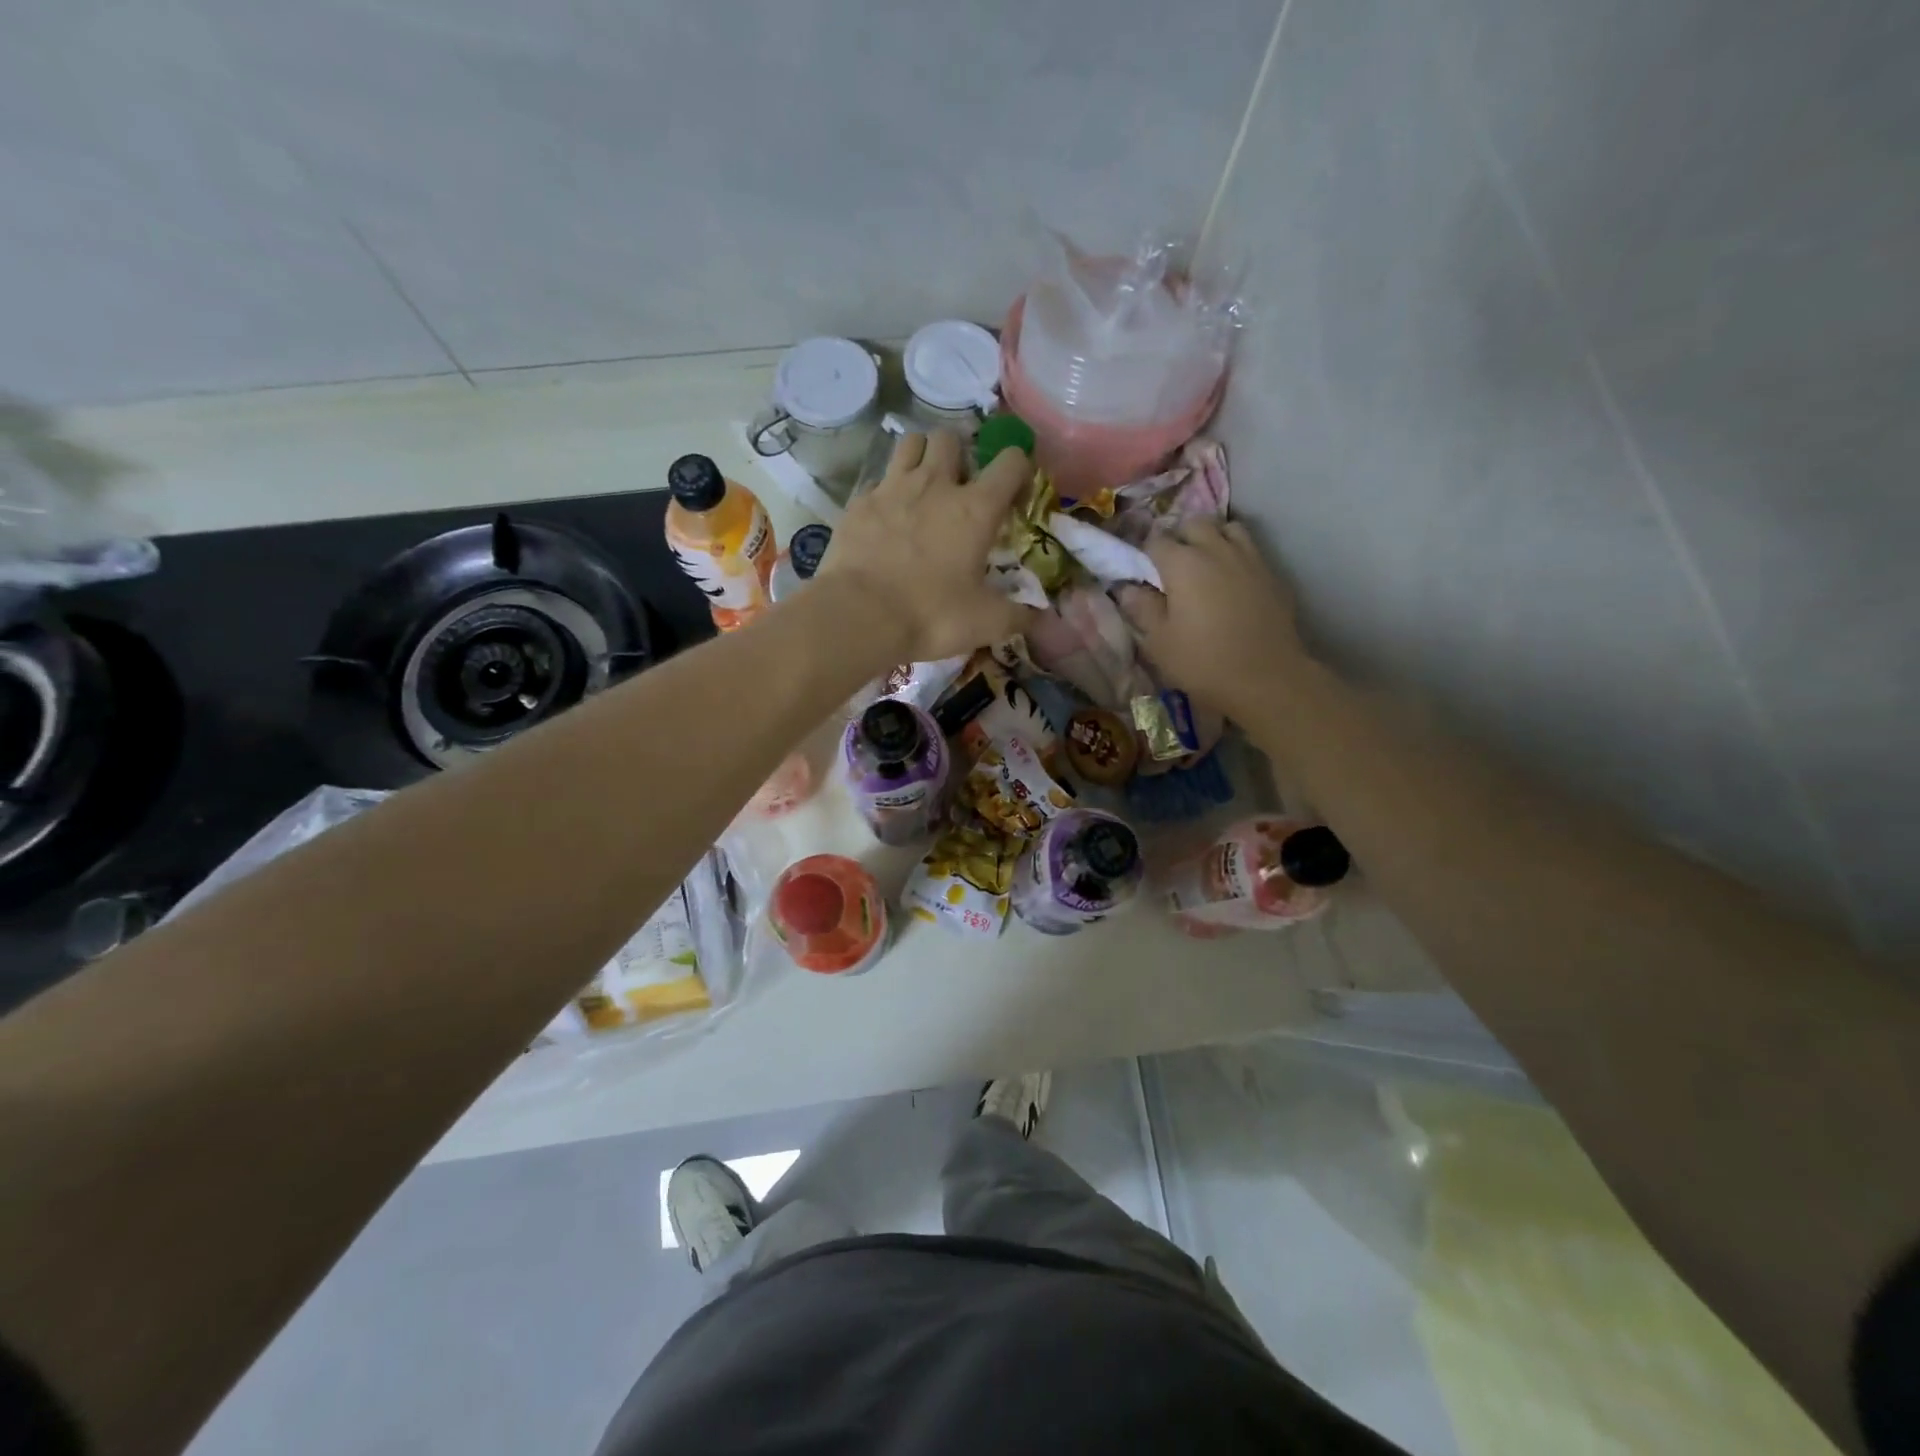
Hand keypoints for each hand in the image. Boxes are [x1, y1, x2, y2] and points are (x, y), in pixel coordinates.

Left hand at [817, 430, 1033, 662]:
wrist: (860, 617)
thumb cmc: (931, 616)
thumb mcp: (986, 623)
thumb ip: (1017, 615)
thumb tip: (1038, 617)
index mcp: (975, 508)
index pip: (1011, 462)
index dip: (1019, 470)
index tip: (1015, 495)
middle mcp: (935, 485)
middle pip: (951, 438)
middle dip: (960, 454)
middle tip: (959, 487)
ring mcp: (892, 489)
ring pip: (910, 443)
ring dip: (921, 456)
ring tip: (923, 485)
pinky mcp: (859, 503)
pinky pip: (878, 480)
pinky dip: (887, 491)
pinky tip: (887, 518)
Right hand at [1118, 519, 1311, 723]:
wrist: (1267, 678)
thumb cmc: (1203, 662)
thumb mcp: (1159, 642)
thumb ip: (1142, 608)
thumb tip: (1128, 588)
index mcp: (1182, 563)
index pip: (1155, 540)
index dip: (1145, 554)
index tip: (1143, 572)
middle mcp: (1216, 550)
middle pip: (1194, 523)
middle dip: (1180, 537)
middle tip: (1173, 566)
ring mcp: (1249, 558)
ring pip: (1227, 528)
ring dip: (1212, 538)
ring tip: (1206, 564)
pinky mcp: (1272, 574)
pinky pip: (1250, 549)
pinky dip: (1236, 555)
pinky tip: (1232, 581)